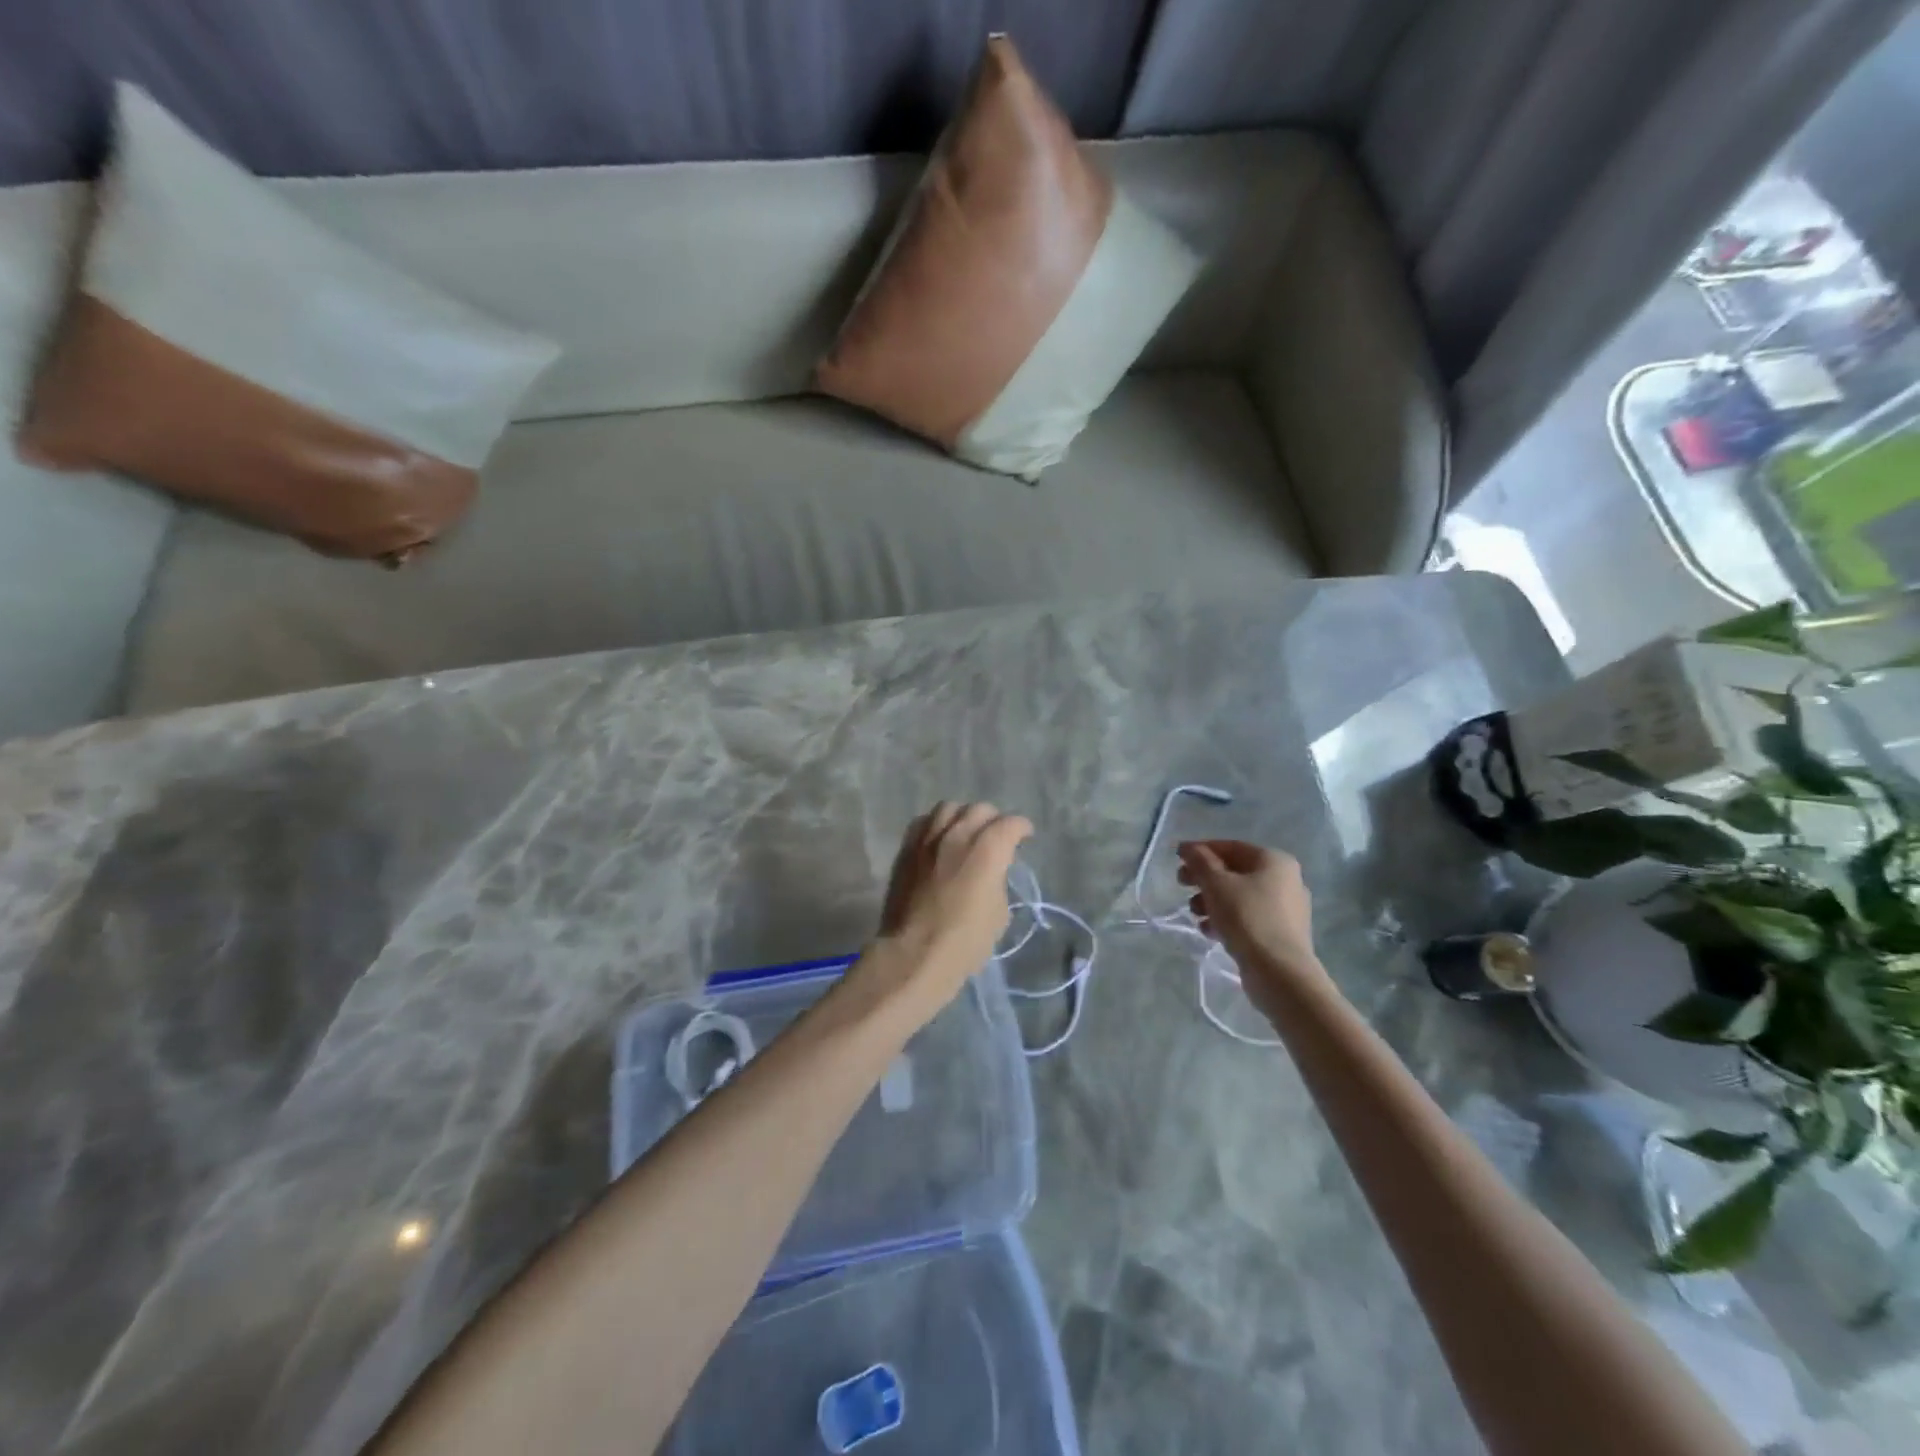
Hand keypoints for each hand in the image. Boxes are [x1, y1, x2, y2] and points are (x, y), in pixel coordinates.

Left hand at [861, 802, 1033, 1019]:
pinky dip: (936, 825)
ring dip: (963, 816)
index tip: (1024, 836)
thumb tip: (991, 872)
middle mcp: (958, 835)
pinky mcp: (906, 849)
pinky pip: (923, 822)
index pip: (1010, 824)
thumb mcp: (999, 913)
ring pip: (949, 808)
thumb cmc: (965, 941)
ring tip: (965, 831)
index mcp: (988, 850)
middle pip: (980, 810)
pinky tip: (939, 838)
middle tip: (996, 836)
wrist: (914, 953)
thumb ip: (997, 881)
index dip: (1021, 828)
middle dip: (993, 820)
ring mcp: (928, 839)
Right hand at [1176, 841, 1328, 1009]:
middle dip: (1205, 879)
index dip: (1201, 850)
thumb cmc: (1247, 918)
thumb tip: (1189, 848)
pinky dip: (1227, 919)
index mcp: (1274, 861)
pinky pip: (1248, 917)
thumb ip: (1200, 861)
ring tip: (1195, 914)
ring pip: (1239, 896)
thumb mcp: (1216, 884)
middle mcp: (1285, 880)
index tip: (1177, 859)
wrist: (1280, 972)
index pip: (1231, 847)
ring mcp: (1286, 909)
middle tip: (1181, 886)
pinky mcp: (1281, 933)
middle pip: (1235, 871)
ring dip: (1212, 901)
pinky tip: (1209, 931)